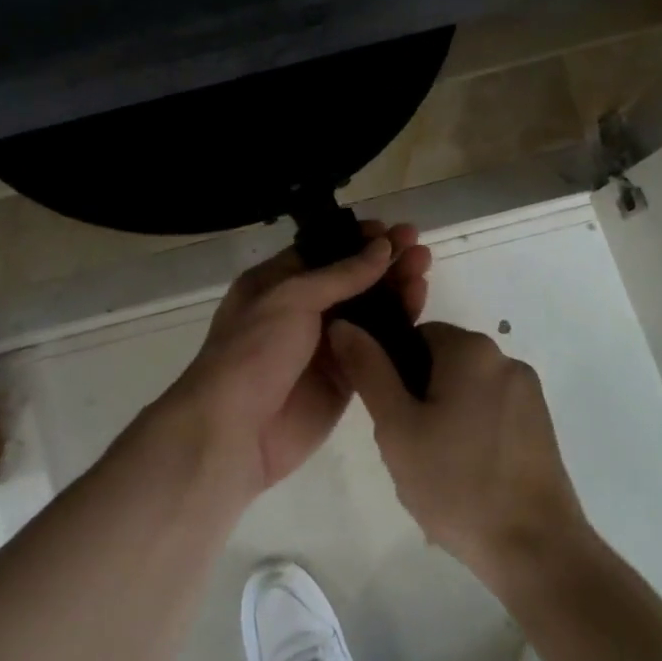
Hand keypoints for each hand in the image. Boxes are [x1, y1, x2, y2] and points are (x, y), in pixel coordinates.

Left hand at [158, 222, 430, 501]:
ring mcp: (322, 346)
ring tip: (425, 268)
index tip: (392, 230)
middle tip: (418, 246)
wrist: (236, 430)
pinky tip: (420, 308)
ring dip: (394, 289)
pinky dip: (397, 327)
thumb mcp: (291, 298)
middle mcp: (300, 310)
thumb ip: (340, 275)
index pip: (322, 253)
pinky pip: (374, 347)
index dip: (356, 240)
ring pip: (366, 311)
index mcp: (275, 283)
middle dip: (382, 262)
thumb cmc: (254, 350)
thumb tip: (381, 248)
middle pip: (349, 280)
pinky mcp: (342, 379)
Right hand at [328, 320, 588, 582]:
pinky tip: (466, 477)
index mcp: (472, 350)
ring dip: (445, 417)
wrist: (536, 551)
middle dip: (419, 397)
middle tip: (409, 447)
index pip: (416, 336)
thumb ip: (368, 370)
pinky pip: (491, 413)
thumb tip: (344, 325)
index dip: (394, 372)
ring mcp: (529, 394)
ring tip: (437, 469)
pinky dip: (473, 434)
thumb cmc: (457, 484)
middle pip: (442, 363)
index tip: (392, 416)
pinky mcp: (542, 426)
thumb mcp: (396, 427)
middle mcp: (506, 359)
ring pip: (466, 391)